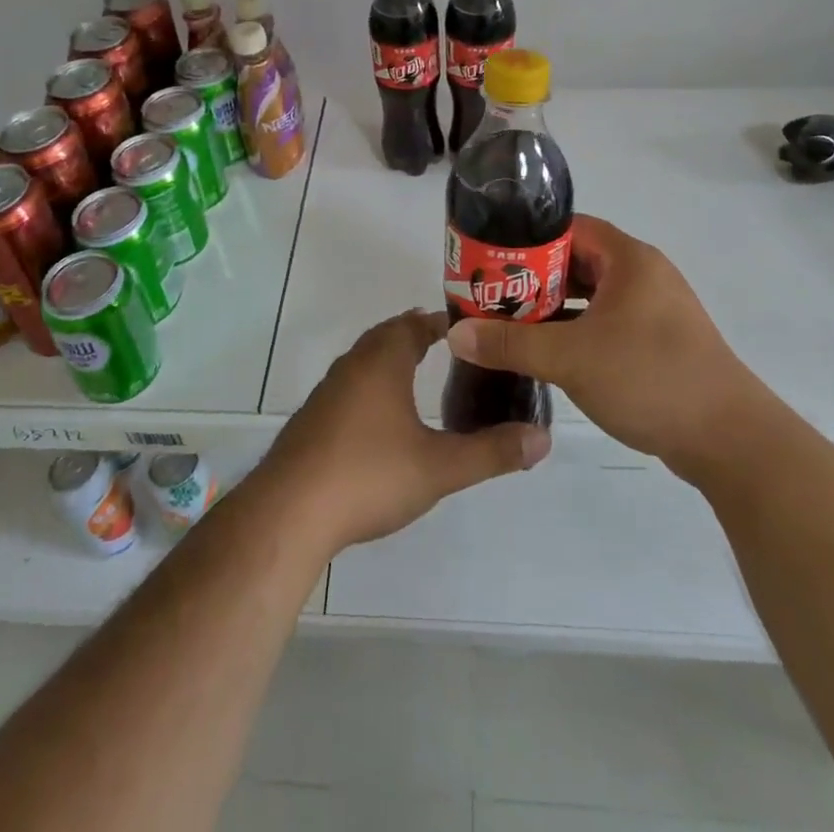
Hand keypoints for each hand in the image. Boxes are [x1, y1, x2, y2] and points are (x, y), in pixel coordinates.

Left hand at [257, 309, 550, 556]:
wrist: (290, 510)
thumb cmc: (369, 475)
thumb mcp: (440, 467)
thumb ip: (492, 452)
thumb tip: (543, 439)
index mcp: (383, 362)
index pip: (415, 324)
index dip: (442, 322)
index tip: (469, 327)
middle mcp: (353, 365)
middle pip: (387, 335)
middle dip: (416, 335)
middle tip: (450, 346)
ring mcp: (328, 391)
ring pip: (364, 359)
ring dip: (391, 358)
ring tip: (418, 375)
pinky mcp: (313, 418)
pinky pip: (349, 385)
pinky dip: (372, 384)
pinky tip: (381, 417)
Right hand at [446, 215, 757, 479]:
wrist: (729, 440)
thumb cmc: (650, 378)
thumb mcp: (571, 357)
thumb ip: (511, 343)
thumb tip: (456, 334)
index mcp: (629, 259)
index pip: (568, 228)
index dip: (526, 239)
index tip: (489, 258)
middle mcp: (643, 275)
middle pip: (576, 262)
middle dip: (532, 277)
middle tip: (490, 294)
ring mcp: (653, 310)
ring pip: (590, 296)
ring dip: (552, 307)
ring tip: (507, 322)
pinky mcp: (656, 342)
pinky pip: (605, 322)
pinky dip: (575, 330)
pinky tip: (545, 351)